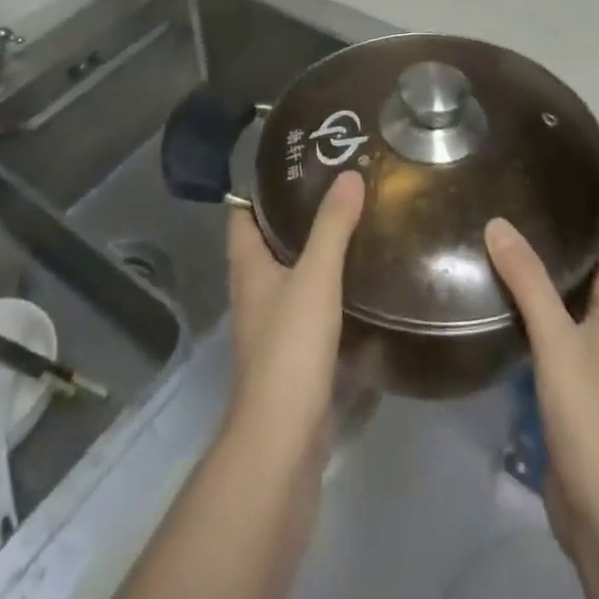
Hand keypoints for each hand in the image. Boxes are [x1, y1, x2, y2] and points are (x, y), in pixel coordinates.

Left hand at [226, 170, 365, 454]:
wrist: (283, 438)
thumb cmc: (289, 347)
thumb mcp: (315, 277)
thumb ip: (332, 226)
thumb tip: (348, 173)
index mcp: (247, 265)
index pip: (241, 212)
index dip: (259, 186)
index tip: (293, 159)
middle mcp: (253, 289)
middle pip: (267, 239)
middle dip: (295, 212)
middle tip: (335, 183)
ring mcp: (270, 322)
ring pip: (289, 271)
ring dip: (313, 248)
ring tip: (352, 220)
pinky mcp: (292, 350)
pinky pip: (307, 302)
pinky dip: (326, 284)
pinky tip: (357, 276)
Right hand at [485, 219, 598, 559]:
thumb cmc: (589, 414)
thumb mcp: (556, 338)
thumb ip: (529, 282)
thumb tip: (498, 223)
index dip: (592, 243)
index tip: (556, 214)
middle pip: (584, 297)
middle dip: (555, 269)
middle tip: (511, 239)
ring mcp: (587, 385)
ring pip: (563, 330)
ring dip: (538, 306)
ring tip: (497, 276)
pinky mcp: (567, 414)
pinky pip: (547, 363)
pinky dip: (528, 344)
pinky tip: (499, 335)